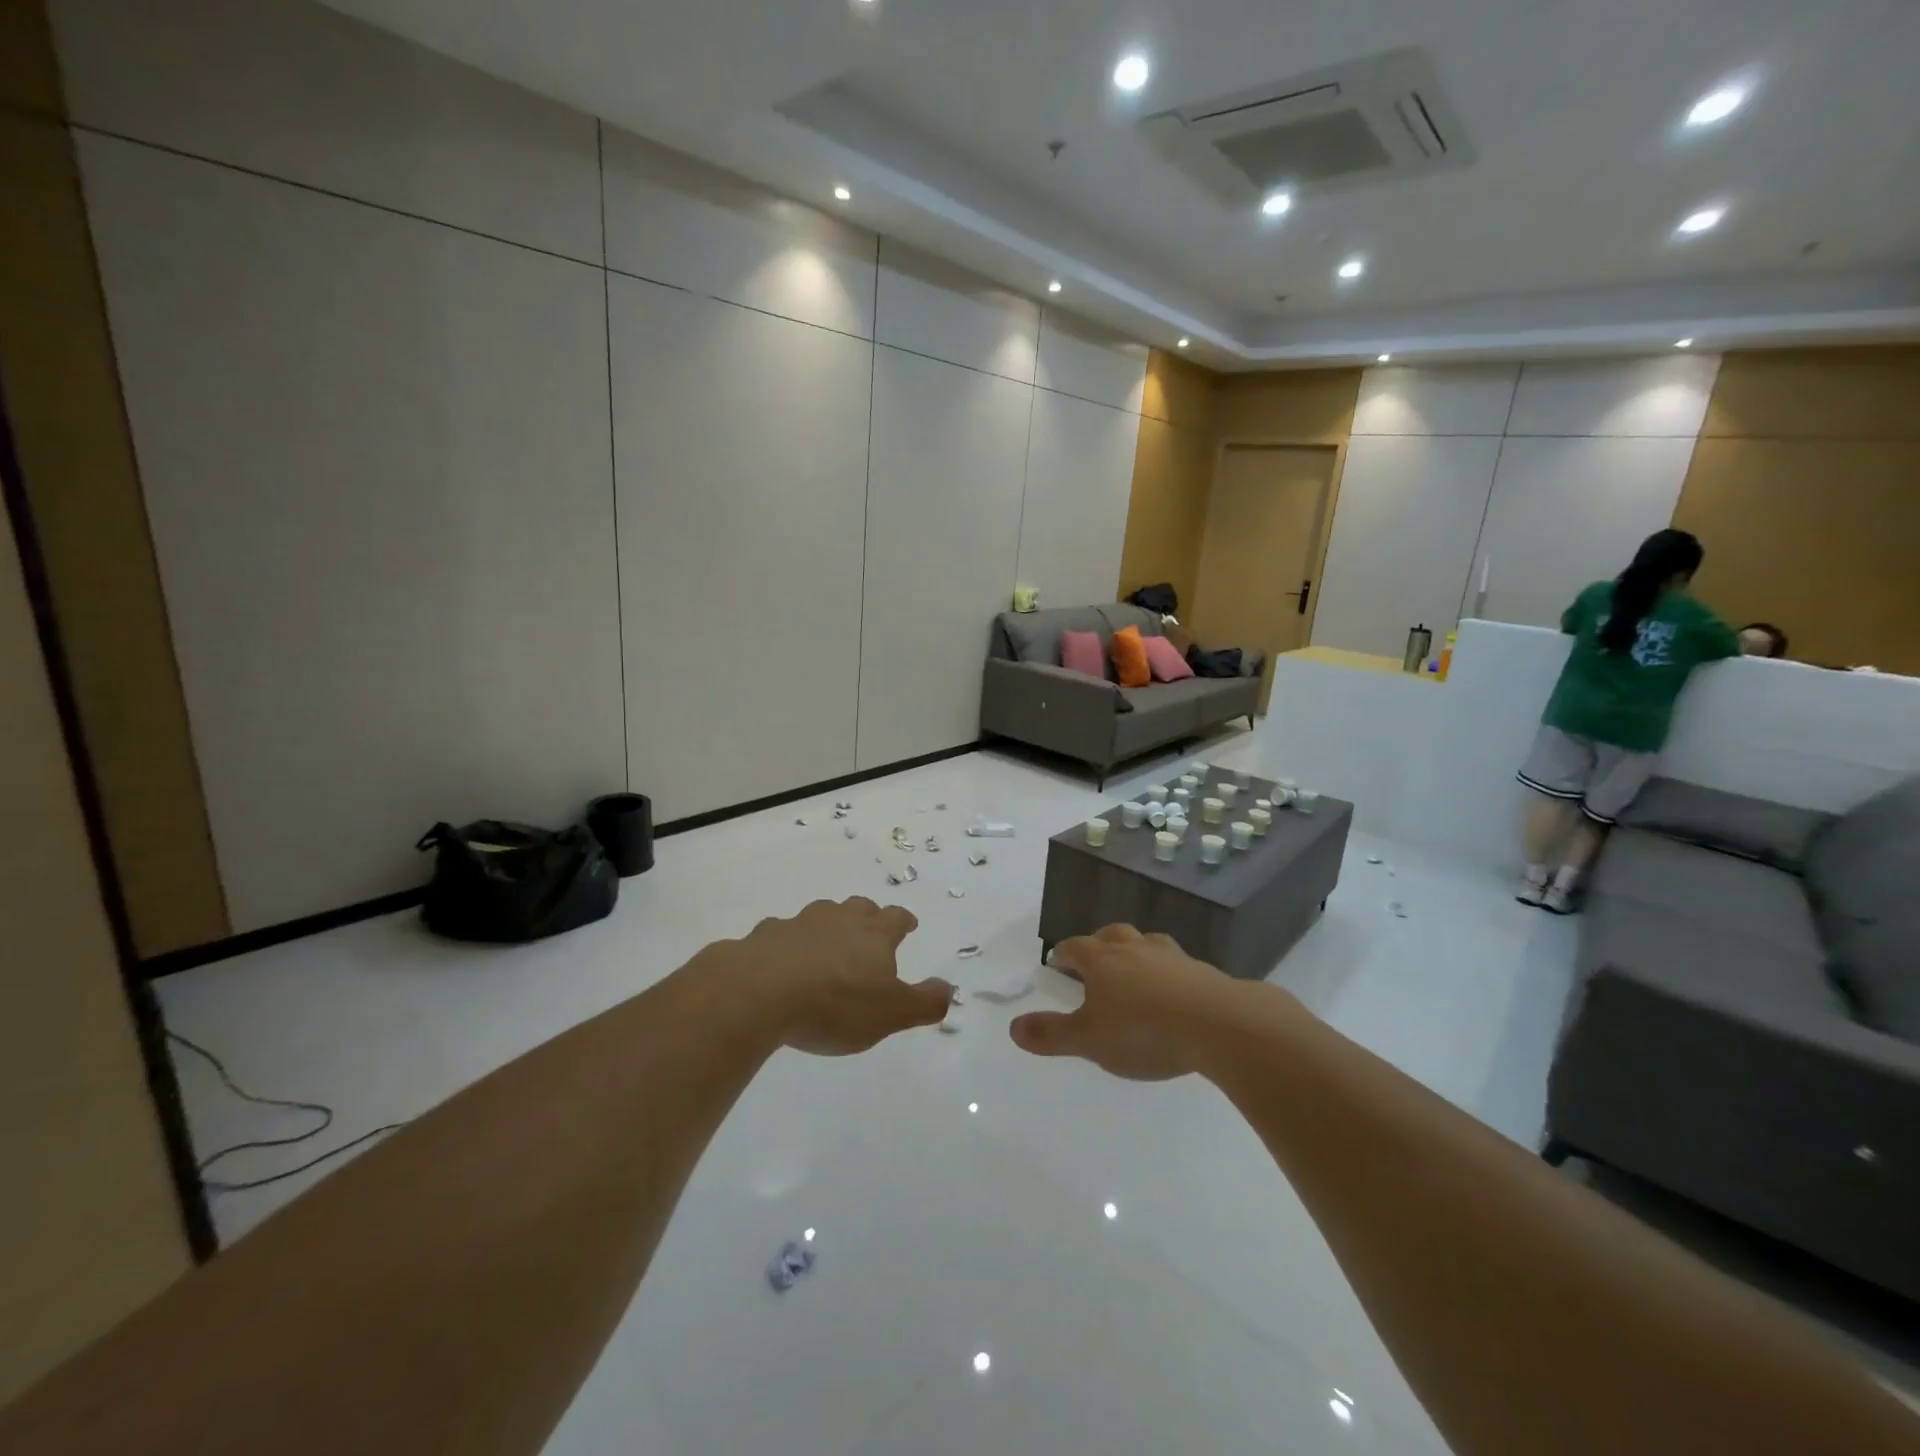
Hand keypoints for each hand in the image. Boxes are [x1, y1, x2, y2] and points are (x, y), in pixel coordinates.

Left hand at [731, 897, 952, 1055]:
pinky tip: (783, 962)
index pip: (896, 918)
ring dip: (828, 926)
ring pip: (820, 915)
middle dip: (867, 916)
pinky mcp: (764, 937)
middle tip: (870, 929)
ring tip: (828, 945)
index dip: (904, 921)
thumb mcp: (891, 1013)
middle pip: (859, 908)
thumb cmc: (835, 1004)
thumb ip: (924, 1002)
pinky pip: (782, 934)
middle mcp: (838, 919)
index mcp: (873, 934)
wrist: (758, 992)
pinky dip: (789, 944)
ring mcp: (799, 924)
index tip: (908, 925)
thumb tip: (949, 988)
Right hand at [1009, 925, 1243, 1079]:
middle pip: (1112, 935)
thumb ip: (1050, 1034)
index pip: (1076, 947)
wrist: (1218, 1024)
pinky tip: (1173, 993)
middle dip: (1100, 943)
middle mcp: (1135, 949)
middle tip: (1095, 960)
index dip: (1064, 953)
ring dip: (1136, 953)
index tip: (1058, 961)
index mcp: (1102, 959)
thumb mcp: (1088, 1040)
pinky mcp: (1203, 972)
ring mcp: (1172, 957)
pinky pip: (1178, 966)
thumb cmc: (1142, 1030)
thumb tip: (1013, 1027)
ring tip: (1135, 971)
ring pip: (1147, 944)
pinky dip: (1169, 973)